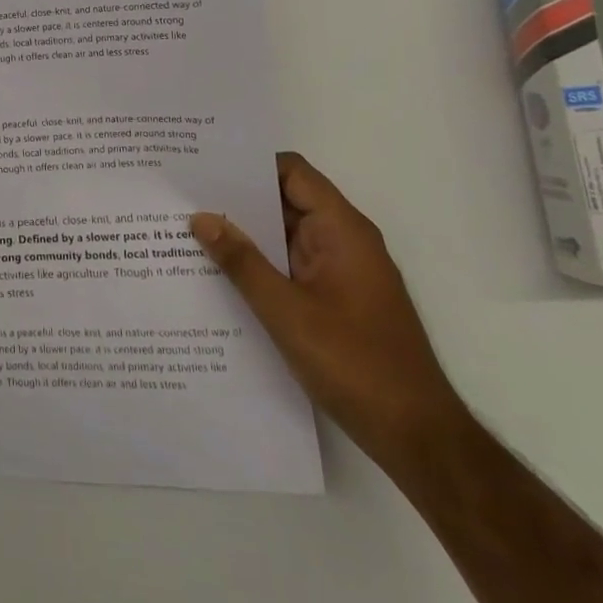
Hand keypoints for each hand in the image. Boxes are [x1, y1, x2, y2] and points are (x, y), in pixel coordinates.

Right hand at [190, 153, 467, 474]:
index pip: (292, 173)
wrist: (418, 438)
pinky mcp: (337, 300)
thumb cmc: (355, 365)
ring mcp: (342, 272)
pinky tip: (221, 275)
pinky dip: (261, 264)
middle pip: (286, 201)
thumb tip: (201, 217)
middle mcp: (344, 241)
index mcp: (341, 230)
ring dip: (246, 235)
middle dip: (238, 199)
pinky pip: (292, 266)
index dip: (250, 164)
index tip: (204, 165)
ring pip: (286, 236)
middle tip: (184, 197)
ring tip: (190, 231)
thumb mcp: (286, 311)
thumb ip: (241, 261)